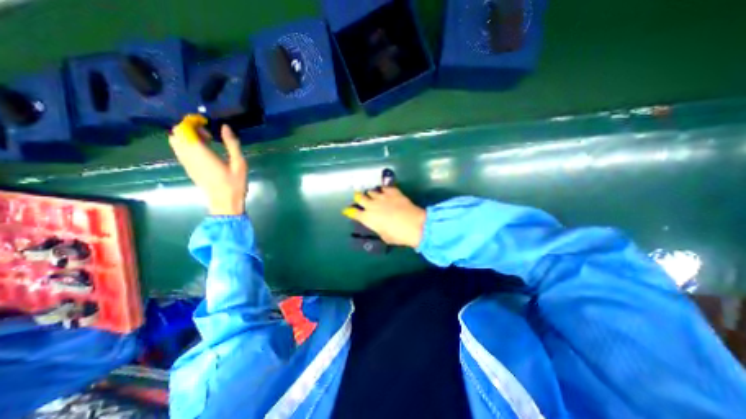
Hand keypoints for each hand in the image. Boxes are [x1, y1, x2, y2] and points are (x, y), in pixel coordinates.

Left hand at [168, 116, 245, 217]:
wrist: (225, 203)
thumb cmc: (235, 184)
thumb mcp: (239, 163)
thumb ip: (232, 144)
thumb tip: (225, 127)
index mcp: (201, 153)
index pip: (184, 129)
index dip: (192, 122)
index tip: (207, 122)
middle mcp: (188, 156)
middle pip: (177, 133)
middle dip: (190, 128)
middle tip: (209, 134)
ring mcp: (186, 163)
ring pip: (176, 142)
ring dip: (188, 136)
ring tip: (207, 142)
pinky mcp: (188, 168)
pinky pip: (180, 150)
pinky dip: (188, 145)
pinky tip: (205, 151)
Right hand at [342, 187, 425, 248]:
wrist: (414, 225)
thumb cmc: (398, 235)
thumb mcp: (384, 236)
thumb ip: (378, 228)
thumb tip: (379, 225)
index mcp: (368, 218)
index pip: (354, 213)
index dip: (350, 211)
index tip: (348, 210)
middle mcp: (372, 205)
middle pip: (360, 197)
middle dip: (358, 197)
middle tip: (359, 198)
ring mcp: (382, 197)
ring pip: (372, 191)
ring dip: (371, 194)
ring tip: (373, 195)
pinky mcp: (393, 192)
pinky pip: (385, 188)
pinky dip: (384, 190)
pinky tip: (386, 191)